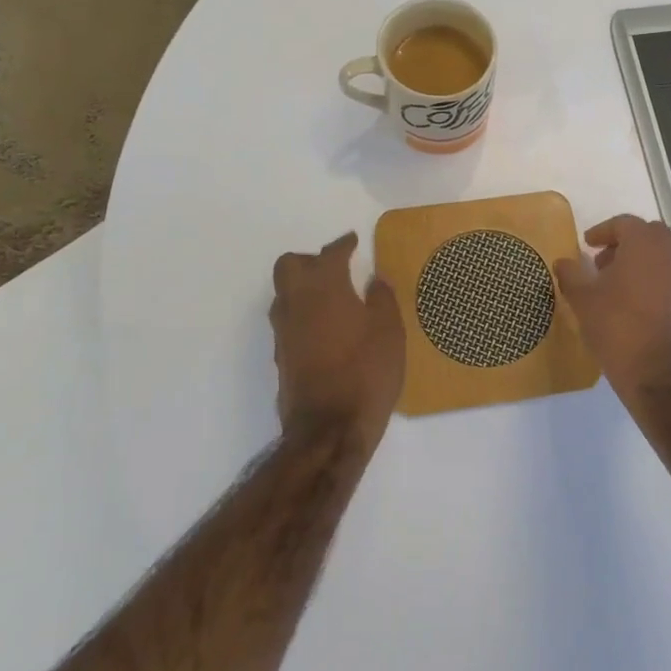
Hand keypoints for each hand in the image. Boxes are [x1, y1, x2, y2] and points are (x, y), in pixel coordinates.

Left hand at [270, 232, 406, 450]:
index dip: (343, 245)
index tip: (353, 242)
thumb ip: (381, 299)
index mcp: (324, 287)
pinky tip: (325, 328)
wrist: (329, 429)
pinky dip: (304, 314)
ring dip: (303, 287)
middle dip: (310, 260)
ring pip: (284, 293)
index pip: (330, 254)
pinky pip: (288, 320)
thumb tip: (374, 280)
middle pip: (290, 266)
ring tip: (332, 297)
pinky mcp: (281, 356)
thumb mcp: (389, 332)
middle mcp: (296, 302)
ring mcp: (284, 331)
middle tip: (335, 267)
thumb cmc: (366, 372)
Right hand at [554, 215, 670, 410]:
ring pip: (660, 258)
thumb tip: (563, 262)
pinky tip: (633, 308)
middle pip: (647, 236)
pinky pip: (669, 280)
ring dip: (638, 264)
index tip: (587, 245)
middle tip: (601, 263)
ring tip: (614, 288)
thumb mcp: (583, 300)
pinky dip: (652, 283)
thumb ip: (571, 274)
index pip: (623, 223)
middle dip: (623, 245)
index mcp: (645, 243)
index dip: (602, 232)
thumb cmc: (618, 328)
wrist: (661, 375)